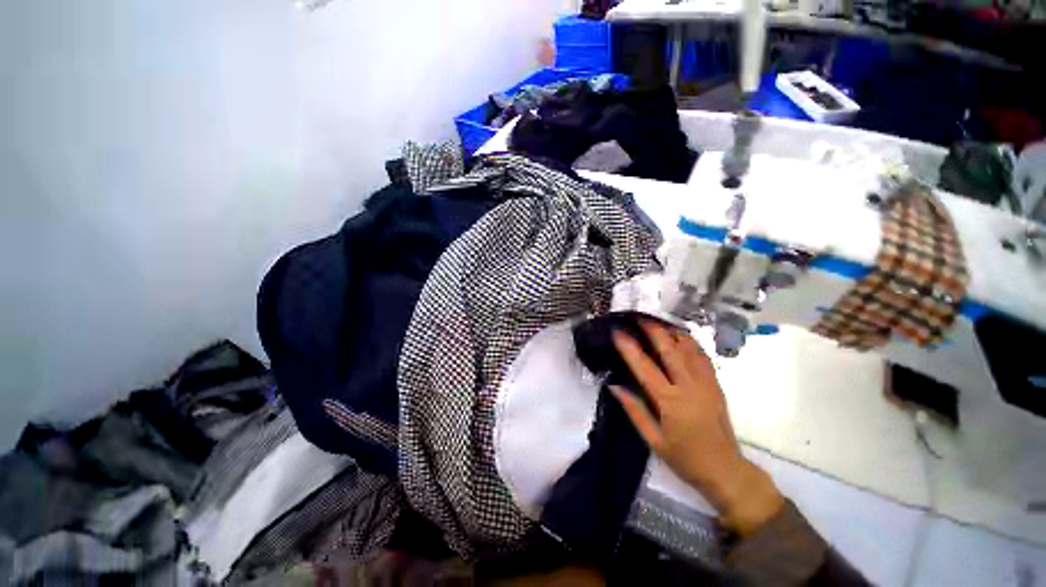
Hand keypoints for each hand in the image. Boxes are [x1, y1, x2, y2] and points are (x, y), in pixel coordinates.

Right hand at [610, 319, 783, 535]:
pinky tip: (682, 335)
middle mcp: (689, 387)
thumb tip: (614, 386)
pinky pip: (703, 357)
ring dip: (673, 331)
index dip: (629, 348)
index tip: (617, 332)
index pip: (645, 367)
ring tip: (658, 320)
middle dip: (653, 330)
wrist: (726, 471)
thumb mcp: (654, 440)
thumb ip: (634, 410)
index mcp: (671, 402)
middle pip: (670, 350)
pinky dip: (691, 342)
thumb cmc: (685, 459)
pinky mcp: (716, 385)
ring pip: (689, 349)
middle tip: (639, 316)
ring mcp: (706, 384)